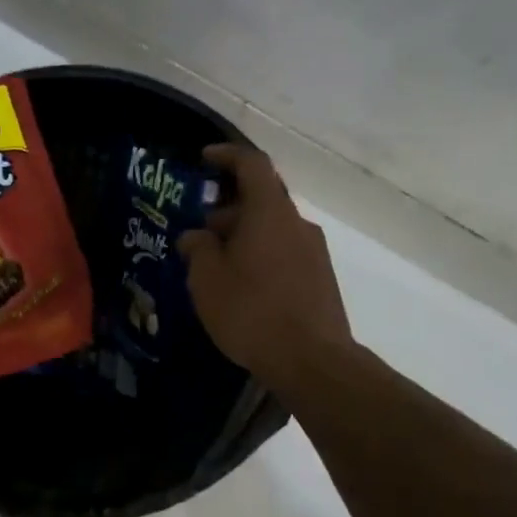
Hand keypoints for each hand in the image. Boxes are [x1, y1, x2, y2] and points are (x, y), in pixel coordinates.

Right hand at [177, 144, 352, 389]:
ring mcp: (314, 251)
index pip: (252, 164)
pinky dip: (260, 255)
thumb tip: (196, 236)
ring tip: (216, 265)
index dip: (227, 156)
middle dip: (227, 210)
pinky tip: (241, 286)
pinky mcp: (320, 278)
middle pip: (261, 199)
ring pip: (272, 228)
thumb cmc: (252, 311)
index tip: (204, 159)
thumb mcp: (207, 280)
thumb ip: (198, 249)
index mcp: (270, 212)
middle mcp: (297, 223)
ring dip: (243, 236)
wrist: (312, 360)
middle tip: (199, 233)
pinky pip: (284, 252)